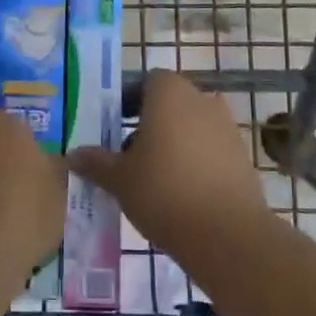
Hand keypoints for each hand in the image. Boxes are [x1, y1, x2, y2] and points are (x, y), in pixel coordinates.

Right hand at [67, 69, 268, 257]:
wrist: (227, 235)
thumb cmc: (164, 192)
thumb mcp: (119, 179)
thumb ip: (96, 162)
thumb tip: (73, 155)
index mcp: (169, 93)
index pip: (147, 81)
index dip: (130, 100)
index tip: (115, 126)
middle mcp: (201, 100)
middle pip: (171, 103)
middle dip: (150, 124)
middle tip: (129, 155)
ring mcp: (226, 127)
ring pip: (191, 126)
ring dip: (174, 143)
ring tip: (154, 178)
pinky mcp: (242, 156)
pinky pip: (210, 149)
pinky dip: (196, 162)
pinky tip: (182, 193)